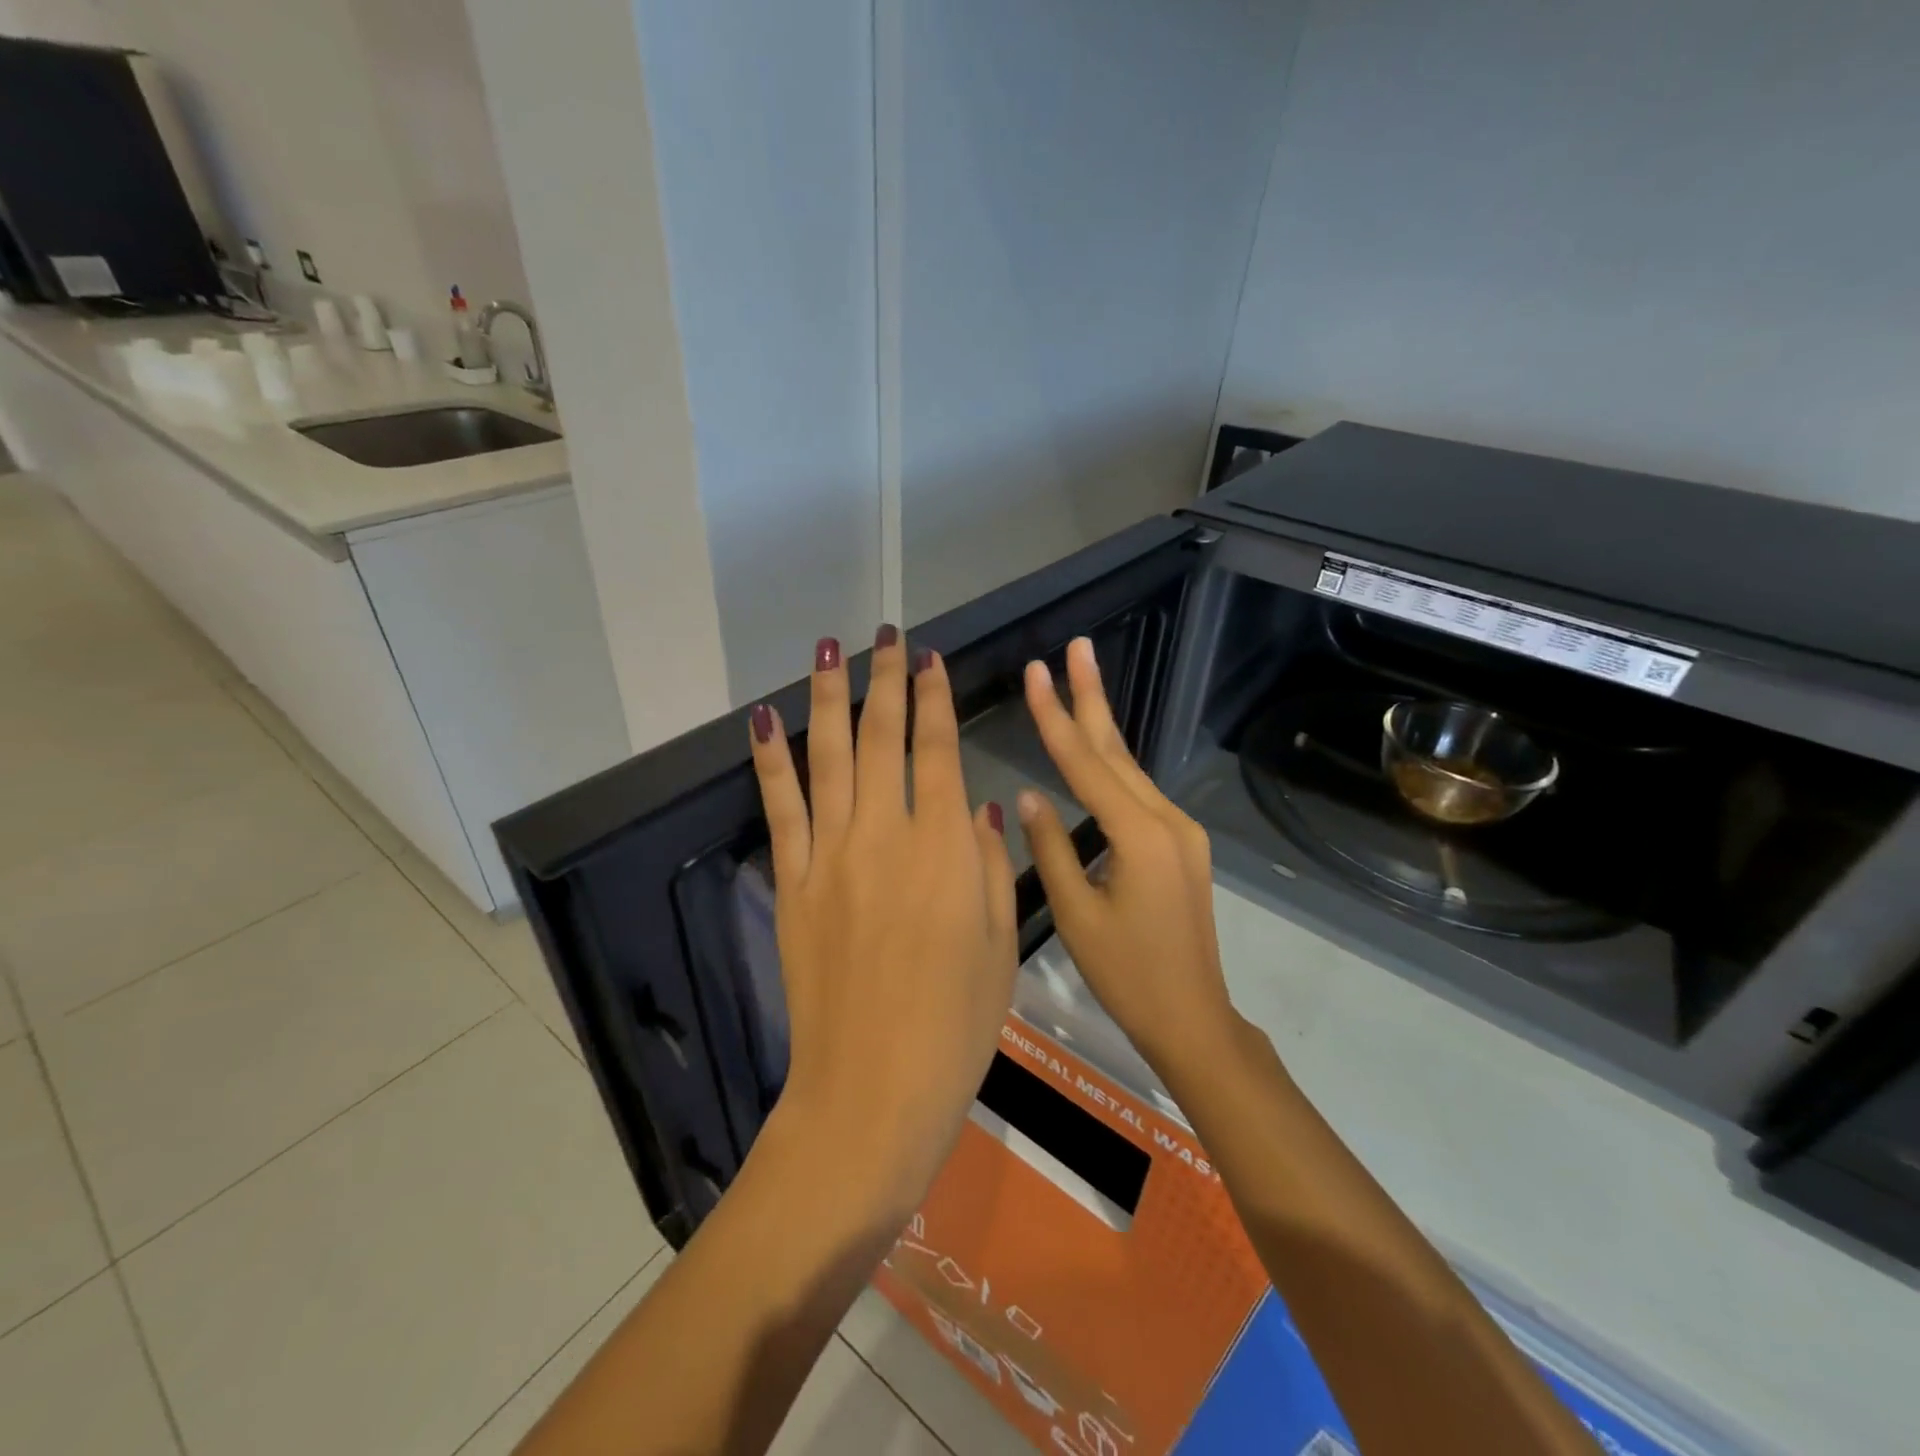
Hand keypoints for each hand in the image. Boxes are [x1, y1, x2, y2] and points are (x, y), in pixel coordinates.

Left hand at [748, 629, 1018, 1217]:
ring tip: (829, 650)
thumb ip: (990, 865)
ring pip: (830, 756)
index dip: (933, 697)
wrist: (873, 1088)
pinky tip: (766, 719)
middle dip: (885, 679)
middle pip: (884, 737)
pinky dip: (771, 759)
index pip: (938, 749)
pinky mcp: (793, 881)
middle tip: (885, 635)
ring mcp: (830, 854)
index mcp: (944, 847)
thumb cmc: (956, 1023)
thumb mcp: (999, 944)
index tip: (928, 659)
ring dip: (829, 697)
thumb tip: (977, 809)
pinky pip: (780, 806)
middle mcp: (885, 833)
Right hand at [1017, 636, 1236, 1069]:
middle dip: (1092, 695)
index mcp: (1139, 836)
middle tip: (1077, 646)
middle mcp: (1167, 821)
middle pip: (1116, 750)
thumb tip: (1027, 795)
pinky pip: (1138, 794)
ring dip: (1101, 725)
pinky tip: (1094, 750)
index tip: (1035, 672)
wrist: (1193, 1018)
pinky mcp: (1180, 845)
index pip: (1084, 765)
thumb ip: (1051, 848)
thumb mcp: (1076, 915)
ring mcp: (1180, 831)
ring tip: (1079, 680)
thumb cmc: (1128, 975)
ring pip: (1129, 769)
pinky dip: (1110, 765)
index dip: (1054, 717)